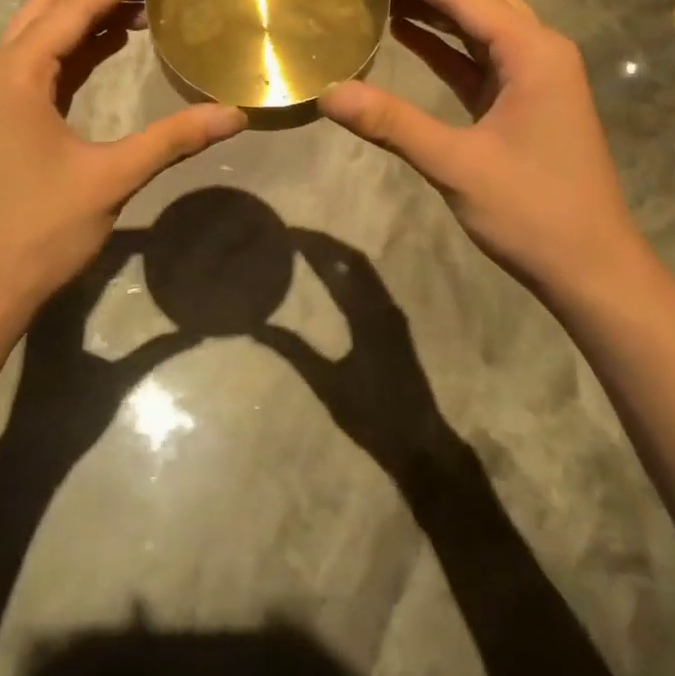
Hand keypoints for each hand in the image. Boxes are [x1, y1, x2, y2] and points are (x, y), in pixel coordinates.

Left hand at [0, 0, 245, 323]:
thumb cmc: (36, 231)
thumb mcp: (110, 179)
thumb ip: (172, 139)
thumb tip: (234, 114)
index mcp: (15, 75)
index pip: (73, 8)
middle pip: (49, 8)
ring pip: (41, 34)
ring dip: (87, 16)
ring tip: (142, 7)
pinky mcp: (1, 119)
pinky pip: (41, 65)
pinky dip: (76, 49)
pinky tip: (111, 48)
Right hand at [256, 230, 461, 473]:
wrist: (418, 442)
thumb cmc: (371, 414)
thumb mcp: (327, 383)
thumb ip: (293, 351)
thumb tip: (256, 327)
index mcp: (368, 315)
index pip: (340, 265)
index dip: (314, 245)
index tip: (287, 233)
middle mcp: (384, 306)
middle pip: (354, 260)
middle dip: (324, 243)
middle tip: (292, 236)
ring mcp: (393, 315)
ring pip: (364, 271)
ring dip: (337, 256)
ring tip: (306, 249)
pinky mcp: (395, 326)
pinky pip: (369, 285)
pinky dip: (348, 272)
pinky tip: (331, 278)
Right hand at [318, 0, 642, 298]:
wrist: (591, 267)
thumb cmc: (532, 212)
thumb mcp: (456, 165)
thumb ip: (392, 124)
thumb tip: (328, 94)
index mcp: (533, 53)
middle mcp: (540, 51)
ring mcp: (535, 76)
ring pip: (482, 24)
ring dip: (438, 8)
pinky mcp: (524, 100)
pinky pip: (480, 57)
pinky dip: (445, 44)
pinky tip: (408, 36)